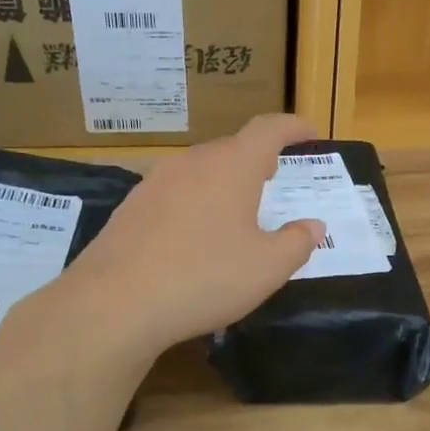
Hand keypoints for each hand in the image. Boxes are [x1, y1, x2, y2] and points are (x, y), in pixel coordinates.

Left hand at [56, 114, 324, 356]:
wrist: (115, 303)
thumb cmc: (205, 277)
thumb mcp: (268, 267)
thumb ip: (297, 242)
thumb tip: (314, 226)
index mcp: (232, 166)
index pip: (268, 129)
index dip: (293, 128)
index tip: (309, 135)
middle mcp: (192, 163)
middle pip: (231, 148)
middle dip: (257, 158)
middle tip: (275, 177)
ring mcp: (155, 182)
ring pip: (199, 170)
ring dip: (223, 181)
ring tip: (236, 209)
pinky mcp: (131, 208)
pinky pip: (174, 193)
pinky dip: (194, 203)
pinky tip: (194, 237)